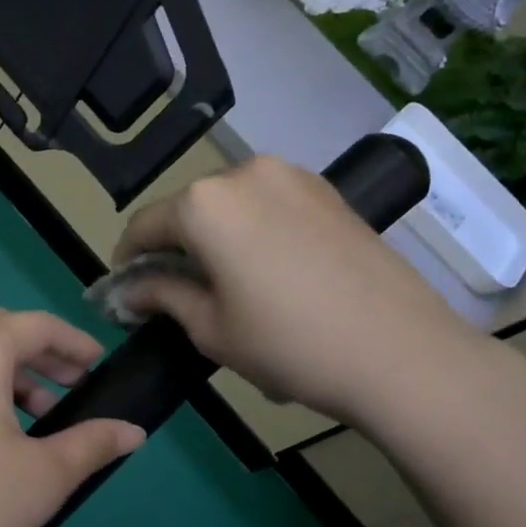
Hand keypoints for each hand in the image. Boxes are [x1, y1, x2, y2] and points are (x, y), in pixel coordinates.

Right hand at [113, 155, 507, 434]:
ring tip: (223, 285)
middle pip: (187, 209)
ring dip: (213, 238)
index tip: (125, 293)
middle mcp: (244, 173)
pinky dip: (251, 231)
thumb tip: (128, 291)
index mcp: (205, 204)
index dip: (127, 261)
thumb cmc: (288, 344)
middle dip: (172, 248)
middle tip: (174, 293)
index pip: (144, 226)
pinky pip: (268, 205)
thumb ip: (161, 296)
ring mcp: (292, 177)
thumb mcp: (209, 328)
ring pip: (229, 205)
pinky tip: (265, 272)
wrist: (400, 353)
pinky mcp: (327, 192)